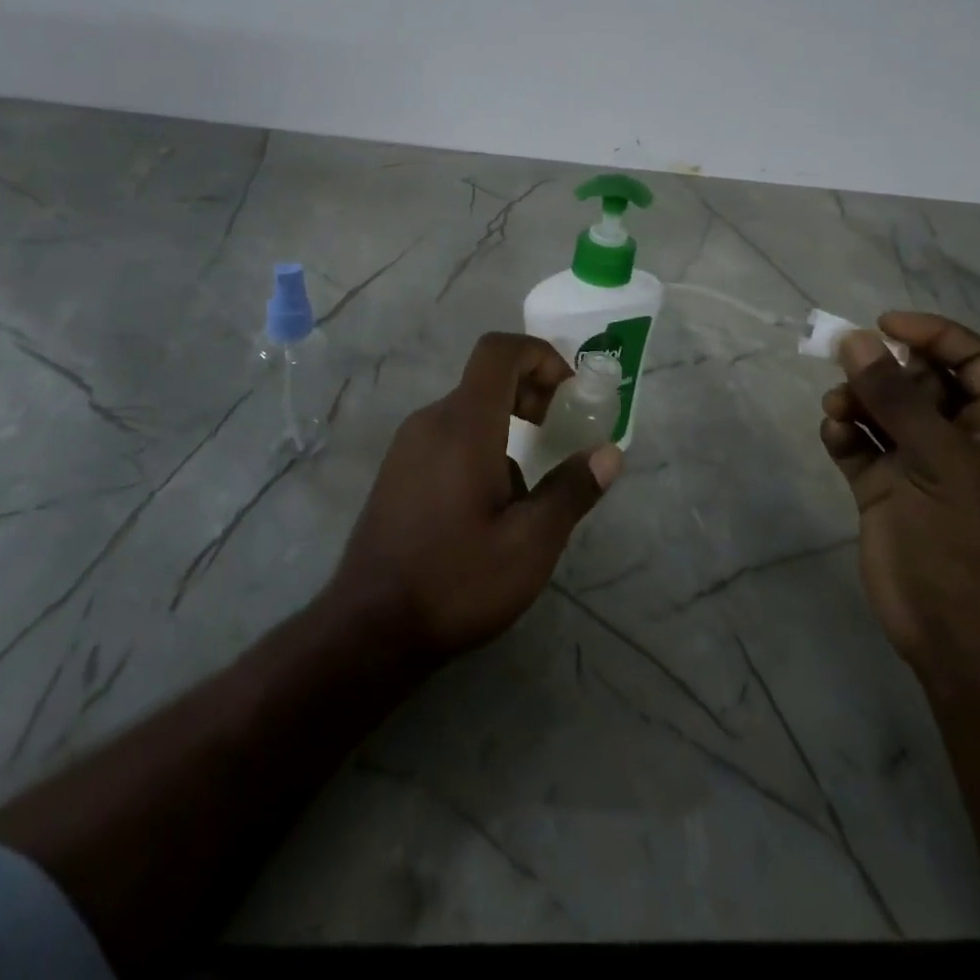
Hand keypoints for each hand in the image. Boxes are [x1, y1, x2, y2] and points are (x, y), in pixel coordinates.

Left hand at [327, 332, 623, 663]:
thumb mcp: (529, 544)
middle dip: (532, 393)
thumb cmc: (455, 581)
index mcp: (463, 425)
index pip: (499, 351)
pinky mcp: (398, 470)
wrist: (369, 628)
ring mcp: (408, 446)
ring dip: (508, 427)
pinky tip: (490, 509)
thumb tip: (609, 453)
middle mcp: (430, 422)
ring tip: (529, 490)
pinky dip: (482, 446)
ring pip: (469, 411)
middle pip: (486, 378)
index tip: (569, 394)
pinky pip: (448, 436)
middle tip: (559, 432)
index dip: (540, 355)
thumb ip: (571, 491)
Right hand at [819, 312, 979, 686]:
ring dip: (856, 400)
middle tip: (849, 370)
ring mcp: (918, 464)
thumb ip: (895, 397)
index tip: (883, 324)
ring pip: (882, 409)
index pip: (972, 358)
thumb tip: (855, 339)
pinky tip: (835, 438)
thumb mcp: (938, 459)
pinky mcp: (883, 488)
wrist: (955, 632)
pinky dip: (843, 434)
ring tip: (836, 410)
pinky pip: (858, 443)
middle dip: (882, 370)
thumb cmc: (966, 540)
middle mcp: (958, 438)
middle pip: (919, 379)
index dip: (932, 334)